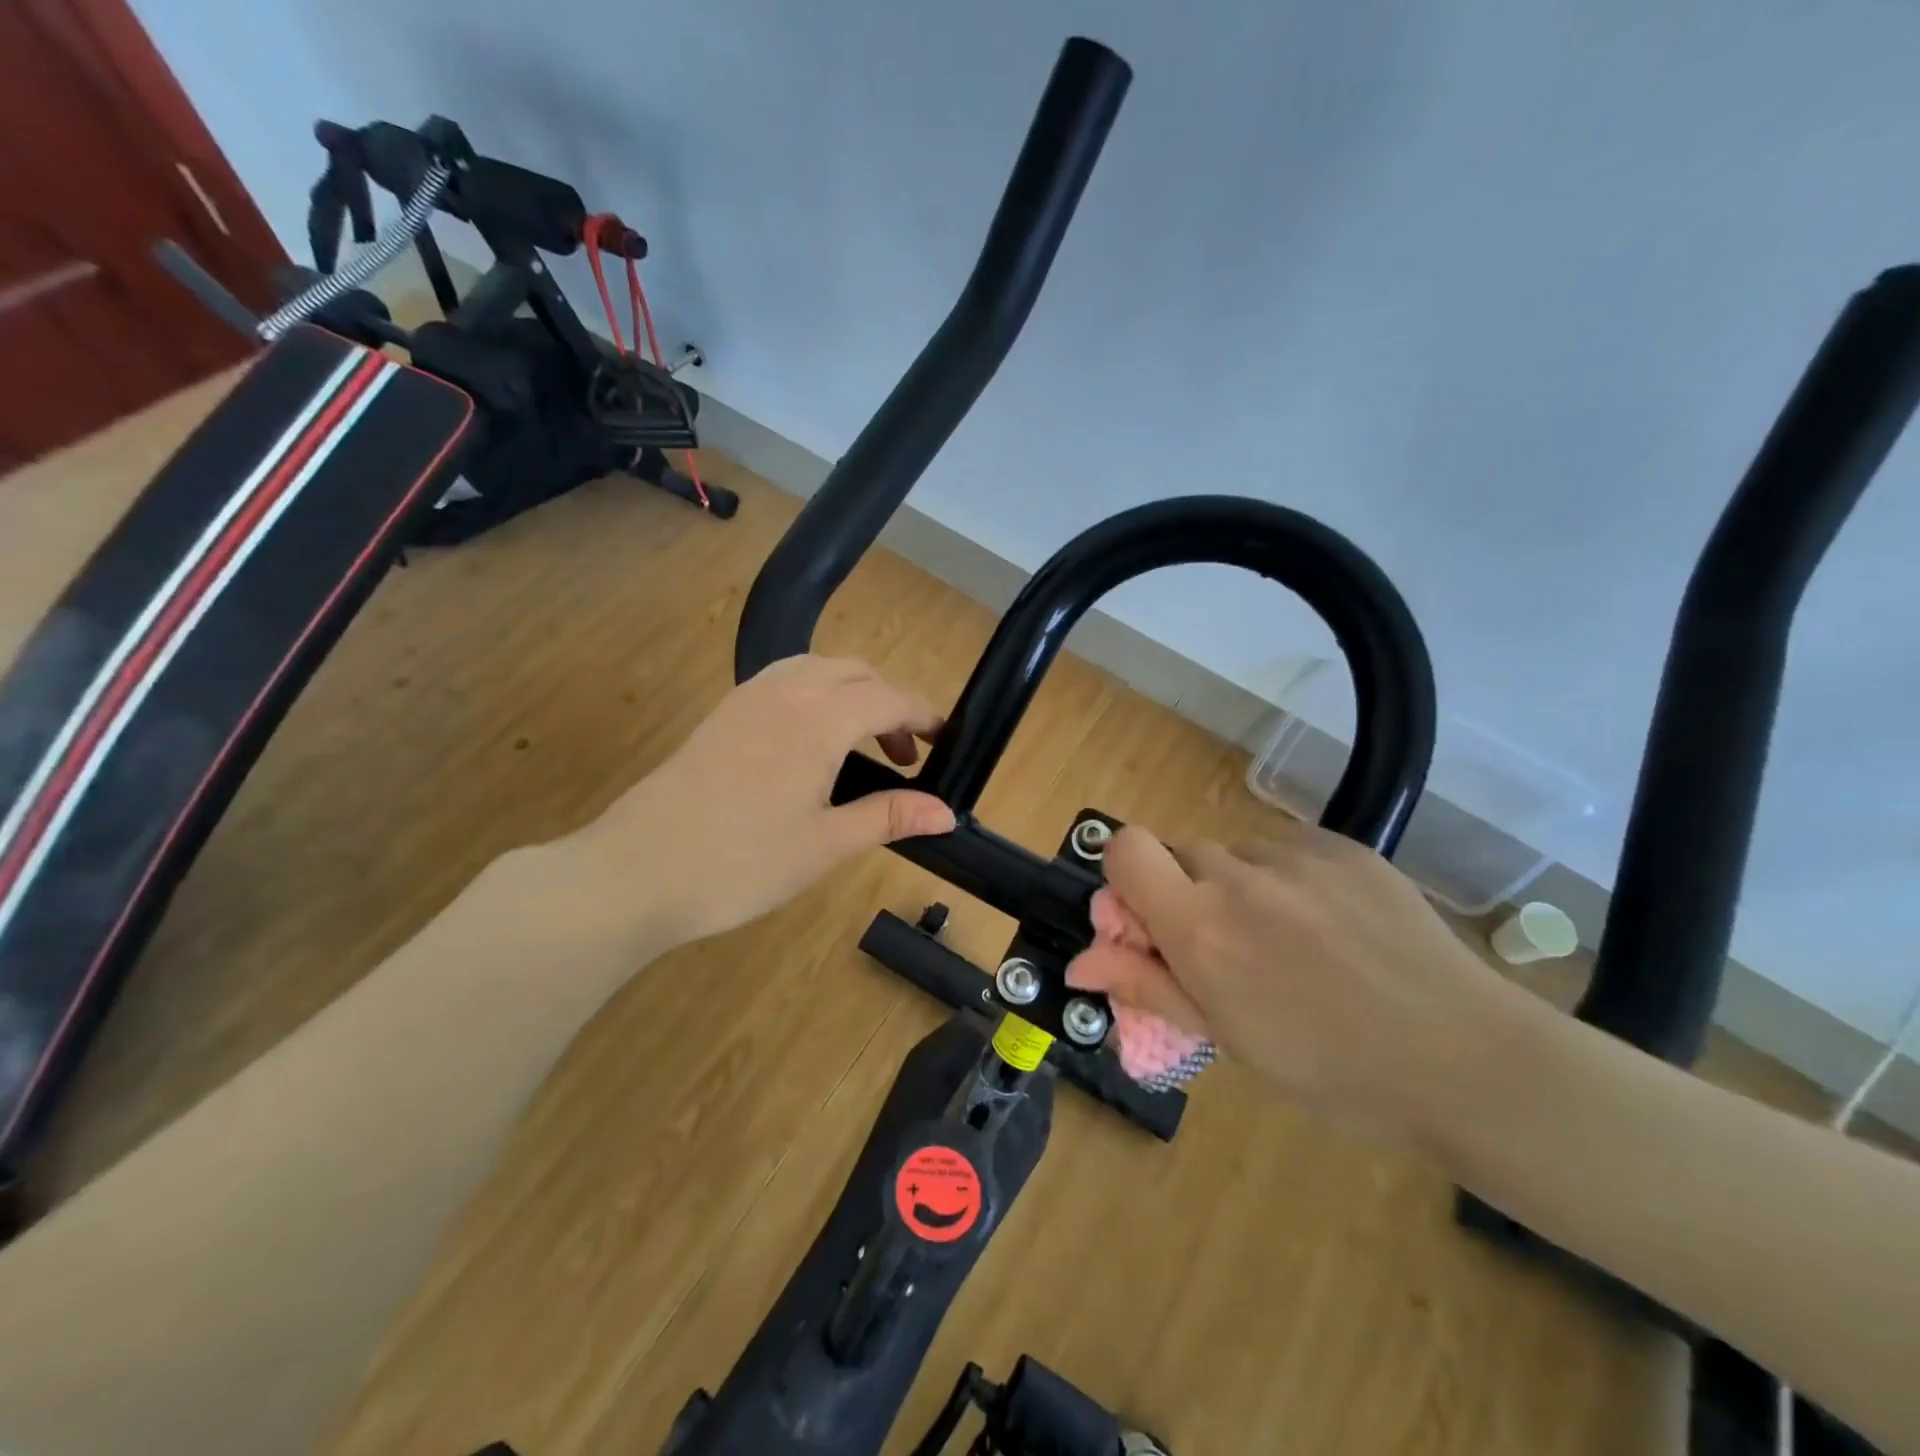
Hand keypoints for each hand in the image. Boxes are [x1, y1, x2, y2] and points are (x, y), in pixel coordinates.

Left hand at [564, 656, 955, 949]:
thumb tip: (947, 813)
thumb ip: (889, 817)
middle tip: (903, 757)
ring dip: (851, 695)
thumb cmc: (741, 863)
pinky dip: (815, 697)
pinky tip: (810, 746)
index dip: (922, 716)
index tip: (944, 740)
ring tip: (860, 745)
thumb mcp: (826, 844)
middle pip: (855, 672)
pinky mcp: (721, 714)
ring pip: (817, 670)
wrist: (636, 871)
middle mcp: (785, 691)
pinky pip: (784, 682)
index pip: (889, 698)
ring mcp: (747, 698)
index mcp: (819, 718)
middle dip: (889, 703)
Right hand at [1065, 821, 1537, 1145]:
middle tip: (1224, 945)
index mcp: (1201, 928)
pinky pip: (1287, 849)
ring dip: (1238, 885)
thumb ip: (1147, 985)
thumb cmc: (1333, 1070)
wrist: (1466, 1061)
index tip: (1148, 918)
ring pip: (1234, 852)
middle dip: (1185, 890)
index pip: (1126, 849)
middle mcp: (1240, 877)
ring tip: (1289, 941)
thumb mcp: (1228, 1038)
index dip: (1125, 876)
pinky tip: (1329, 926)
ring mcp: (1297, 856)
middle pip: (1179, 851)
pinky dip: (1287, 879)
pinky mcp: (1344, 847)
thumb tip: (1078, 963)